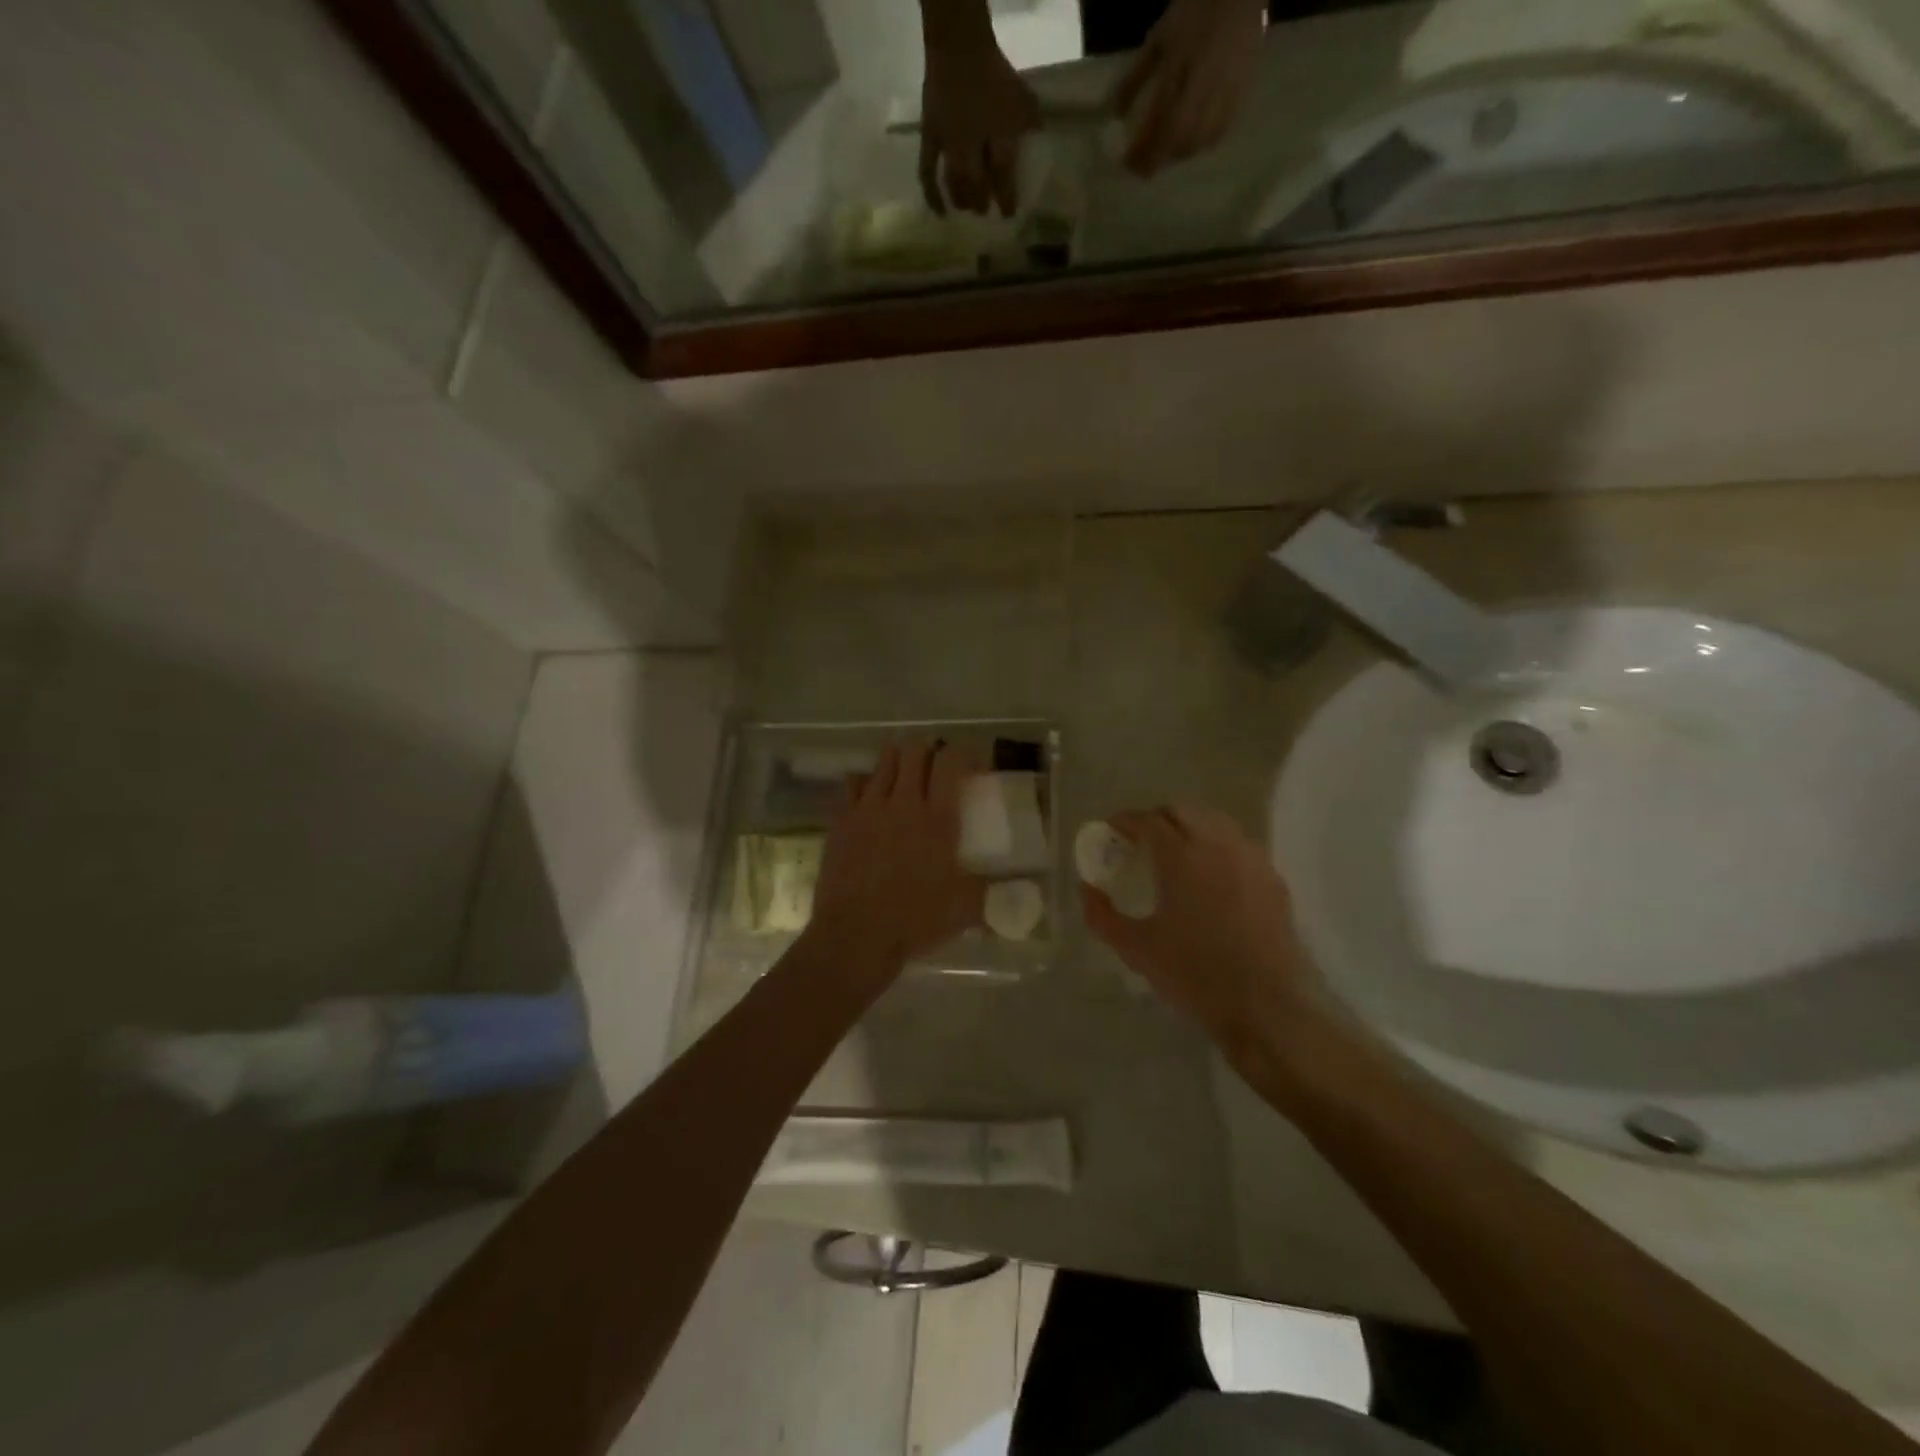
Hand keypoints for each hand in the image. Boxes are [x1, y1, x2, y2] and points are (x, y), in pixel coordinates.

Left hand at [807, 741, 985, 981]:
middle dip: (929, 752)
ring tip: (905, 779)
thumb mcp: (965, 908)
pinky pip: (852, 783)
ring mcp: (867, 807)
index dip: (964, 753)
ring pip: (884, 760)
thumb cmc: (915, 920)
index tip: (972, 766)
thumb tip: (1021, 893)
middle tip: (937, 771)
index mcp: (938, 817)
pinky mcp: (840, 819)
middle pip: (915, 750)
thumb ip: (991, 891)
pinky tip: (871, 800)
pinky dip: (865, 783)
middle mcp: (903, 801)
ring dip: (898, 761)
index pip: (951, 760)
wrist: (856, 935)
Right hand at [919, 27, 1039, 214]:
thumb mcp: (1022, 94)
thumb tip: (1038, 134)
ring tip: (966, 208)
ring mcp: (949, 145)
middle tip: (984, 211)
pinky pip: (927, 173)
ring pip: (955, 184)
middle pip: (976, 186)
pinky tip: (939, 213)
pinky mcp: (930, 139)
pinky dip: (932, 196)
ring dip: (962, 200)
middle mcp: (972, 148)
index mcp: (997, 137)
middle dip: (981, 202)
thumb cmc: (994, 70)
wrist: (959, 45)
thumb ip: (1030, 117)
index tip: (1009, 214)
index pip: (1003, 177)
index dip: (1006, 199)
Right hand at [1082, 804, 1310, 1053]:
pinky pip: (1240, 845)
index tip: (1112, 831)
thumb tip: (1088, 888)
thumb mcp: (1135, 949)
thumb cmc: (1193, 975)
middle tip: (1142, 842)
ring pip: (1216, 821)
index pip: (1148, 820)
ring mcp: (1251, 859)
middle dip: (1158, 818)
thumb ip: (1101, 915)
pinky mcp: (1273, 879)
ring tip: (1177, 854)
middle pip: (1183, 810)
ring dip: (1190, 827)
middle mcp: (1218, 846)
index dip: (1126, 821)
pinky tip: (1211, 875)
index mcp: (1181, 858)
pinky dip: (1218, 846)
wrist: (1264, 1007)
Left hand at [1113, 0, 1265, 176]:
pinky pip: (1221, 130)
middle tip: (1144, 170)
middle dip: (1158, 158)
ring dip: (1179, 155)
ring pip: (1200, 137)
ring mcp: (1225, 86)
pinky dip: (1202, 144)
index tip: (1127, 164)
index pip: (1156, 117)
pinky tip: (1191, 146)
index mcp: (1178, 63)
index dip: (1142, 146)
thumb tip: (1115, 114)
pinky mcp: (1241, 90)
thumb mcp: (1158, 39)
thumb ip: (1136, 77)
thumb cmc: (1193, 13)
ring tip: (1165, 157)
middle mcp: (1202, 79)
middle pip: (1178, 134)